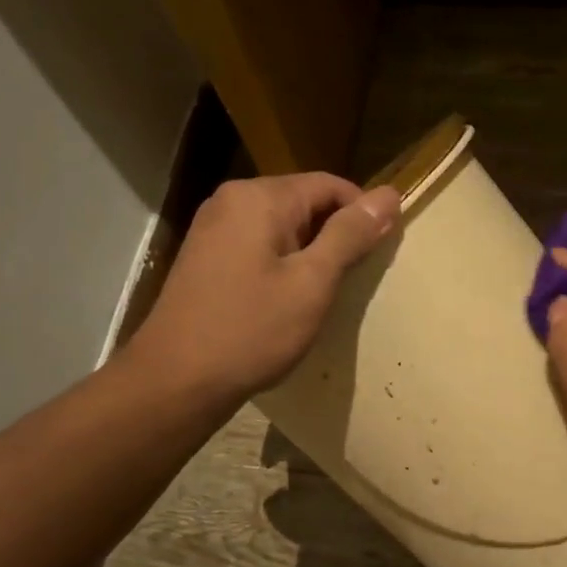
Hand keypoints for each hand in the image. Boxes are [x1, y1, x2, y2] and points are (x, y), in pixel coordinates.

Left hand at [128, 174, 399, 404]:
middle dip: (336, 234)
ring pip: (282, 226)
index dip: (364, 213)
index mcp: (260, 197)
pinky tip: (289, 299)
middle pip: (304, 202)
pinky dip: (283, 263)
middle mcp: (232, 200)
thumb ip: (350, 236)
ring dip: (310, 252)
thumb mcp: (312, 283)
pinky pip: (259, 245)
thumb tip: (389, 194)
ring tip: (325, 293)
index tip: (383, 252)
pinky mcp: (205, 256)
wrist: (176, 380)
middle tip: (356, 279)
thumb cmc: (251, 331)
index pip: (331, 185)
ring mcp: (213, 228)